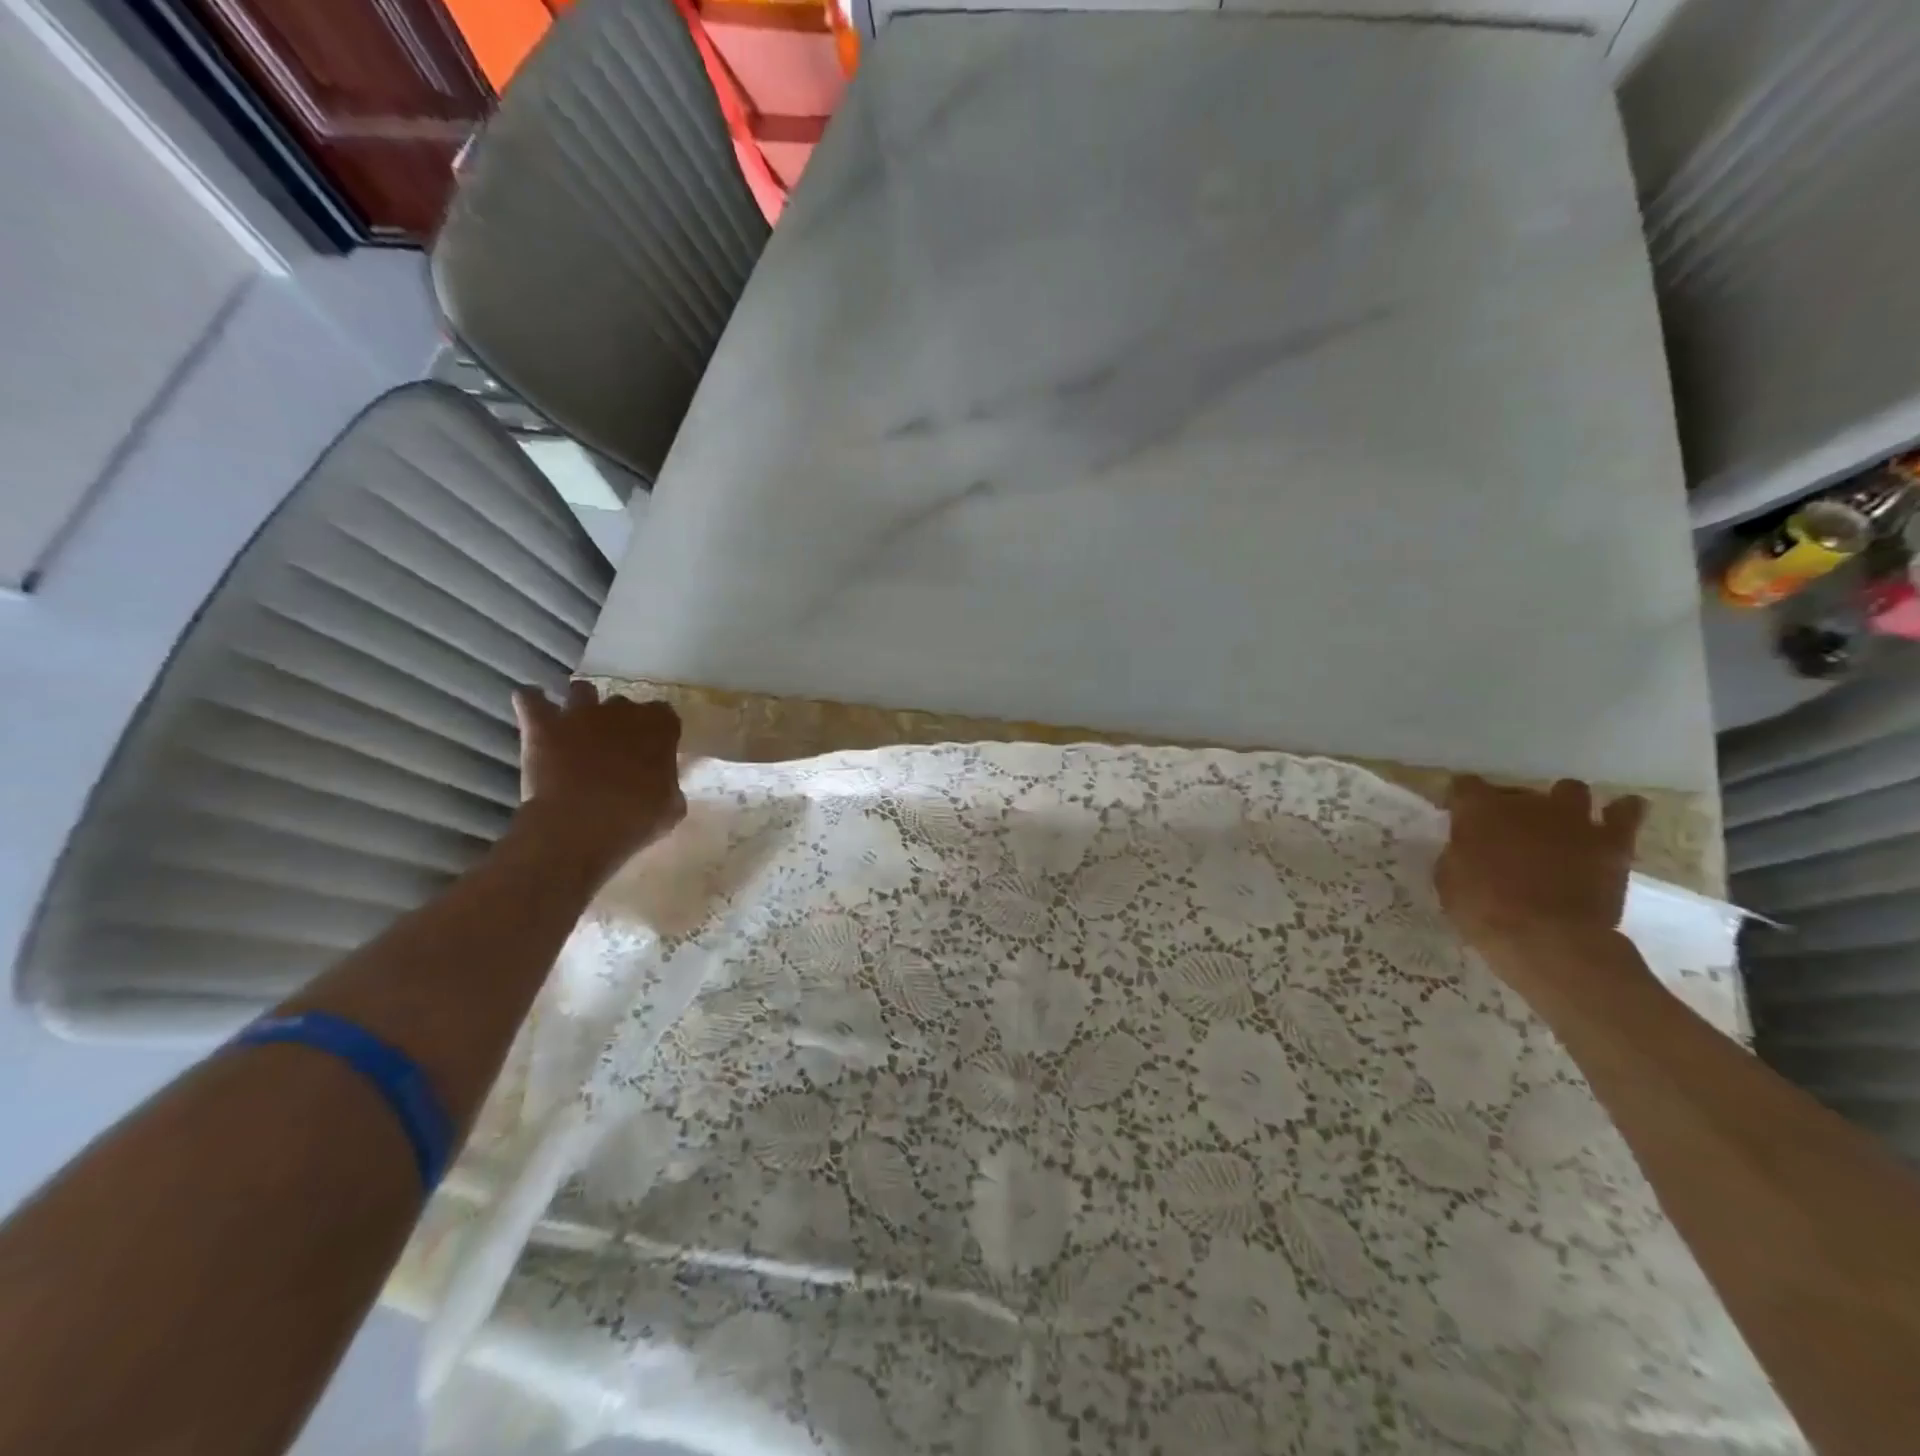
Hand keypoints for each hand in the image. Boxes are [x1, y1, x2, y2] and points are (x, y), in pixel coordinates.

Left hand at [510, 681, 685, 871]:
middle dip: (619, 720)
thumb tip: (662, 784)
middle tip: (614, 748)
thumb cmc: (634, 819)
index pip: (664, 714)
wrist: (579, 827)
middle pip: (623, 704)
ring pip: (581, 691)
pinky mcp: (542, 725)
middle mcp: (622, 710)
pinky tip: (534, 710)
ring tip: (576, 725)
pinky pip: (530, 698)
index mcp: (659, 728)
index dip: (657, 731)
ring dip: (581, 704)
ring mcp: (580, 713)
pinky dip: (532, 702)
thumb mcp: (670, 808)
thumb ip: (668, 786)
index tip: (653, 749)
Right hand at [1436, 776, 1646, 954]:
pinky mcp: (1612, 841)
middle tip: (1507, 835)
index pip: (1464, 785)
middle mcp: (1526, 803)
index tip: (1460, 817)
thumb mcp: (1448, 880)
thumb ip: (1458, 853)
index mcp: (1479, 809)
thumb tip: (1468, 848)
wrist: (1547, 938)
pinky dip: (1620, 811)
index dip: (1462, 801)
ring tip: (1558, 825)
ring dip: (1561, 804)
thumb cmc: (1484, 910)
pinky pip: (1626, 811)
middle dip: (1510, 809)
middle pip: (1515, 791)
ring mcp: (1573, 819)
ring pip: (1570, 789)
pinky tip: (1615, 817)